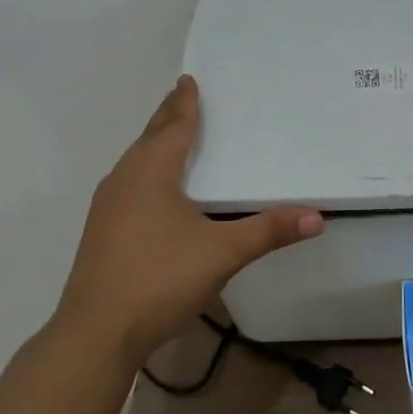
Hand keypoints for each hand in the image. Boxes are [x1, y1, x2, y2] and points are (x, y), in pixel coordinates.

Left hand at [54, 75, 323, 366]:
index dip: (185, 103)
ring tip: (173, 136)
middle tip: (184, 96)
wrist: (95, 334)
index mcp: (151, 171)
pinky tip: (157, 190)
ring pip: (136, 161)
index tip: (188, 79)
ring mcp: (108, 205)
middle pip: (150, 137)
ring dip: (155, 143)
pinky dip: (148, 170)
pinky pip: (130, 183)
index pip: (174, 126)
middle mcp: (125, 178)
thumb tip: (316, 217)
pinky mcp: (102, 230)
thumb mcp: (222, 253)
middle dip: (168, 116)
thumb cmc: (159, 279)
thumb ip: (268, 231)